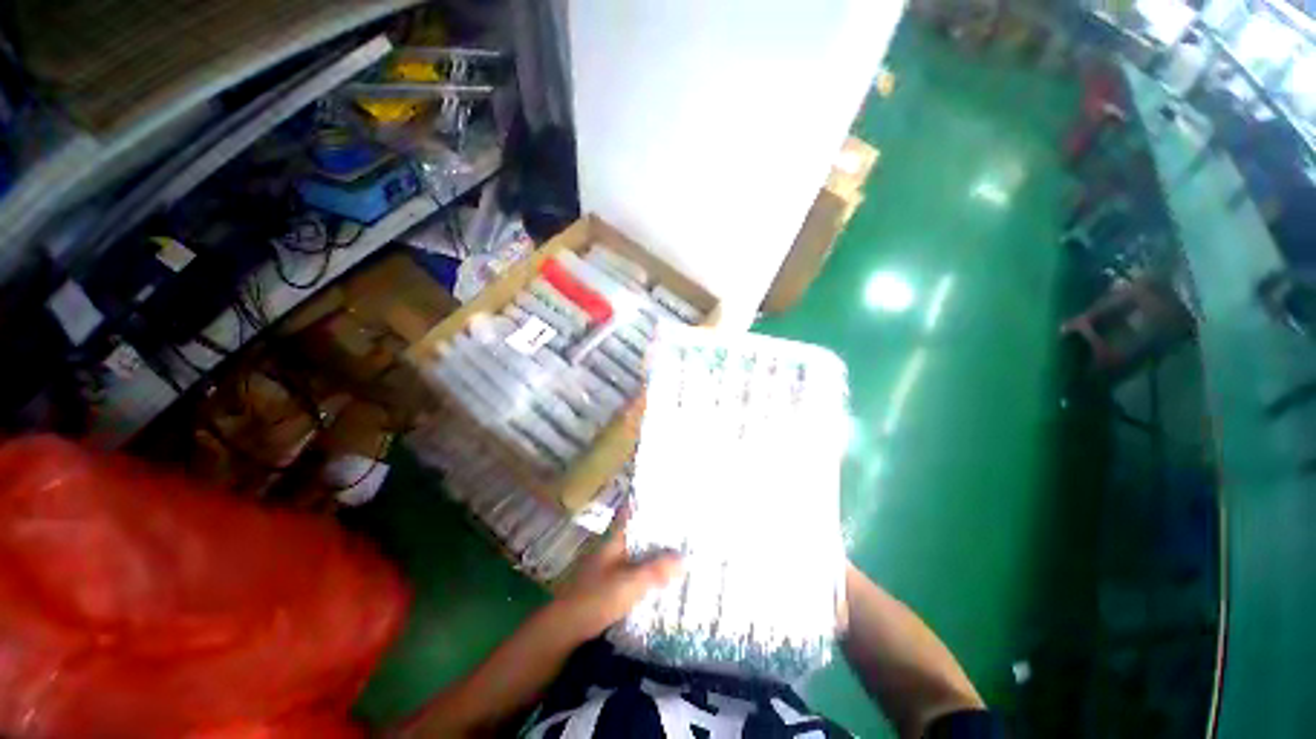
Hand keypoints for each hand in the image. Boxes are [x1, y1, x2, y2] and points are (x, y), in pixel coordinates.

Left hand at [553, 509, 682, 640]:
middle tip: (679, 525)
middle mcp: (611, 548)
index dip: (645, 503)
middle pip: (636, 531)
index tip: (665, 497)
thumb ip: (657, 570)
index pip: (630, 513)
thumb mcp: (631, 583)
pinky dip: (646, 569)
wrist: (566, 627)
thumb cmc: (597, 597)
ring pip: (635, 551)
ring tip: (676, 549)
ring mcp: (608, 566)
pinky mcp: (608, 584)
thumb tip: (685, 558)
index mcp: (615, 539)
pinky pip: (633, 570)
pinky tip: (659, 576)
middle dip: (655, 528)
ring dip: (652, 550)